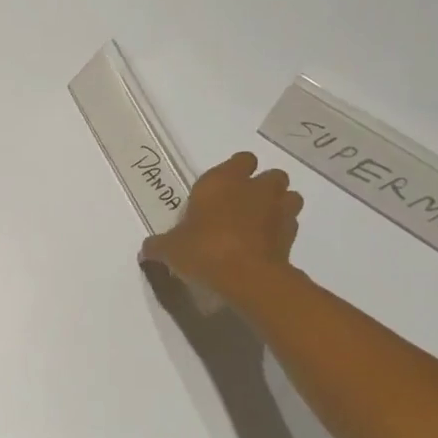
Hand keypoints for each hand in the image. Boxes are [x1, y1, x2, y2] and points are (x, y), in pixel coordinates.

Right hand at [140, 152, 302, 308]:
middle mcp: (254, 188)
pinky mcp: (292, 234)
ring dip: (279, 205)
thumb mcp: (170, 249)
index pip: (240, 160)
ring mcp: (278, 209)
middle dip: (262, 186)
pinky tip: (266, 245)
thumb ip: (158, 246)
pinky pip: (291, 224)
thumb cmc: (204, 250)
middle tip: (242, 206)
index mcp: (222, 181)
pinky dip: (282, 231)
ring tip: (260, 223)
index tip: (222, 189)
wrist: (247, 277)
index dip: (235, 171)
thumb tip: (146, 250)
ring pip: (289, 196)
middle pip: (271, 174)